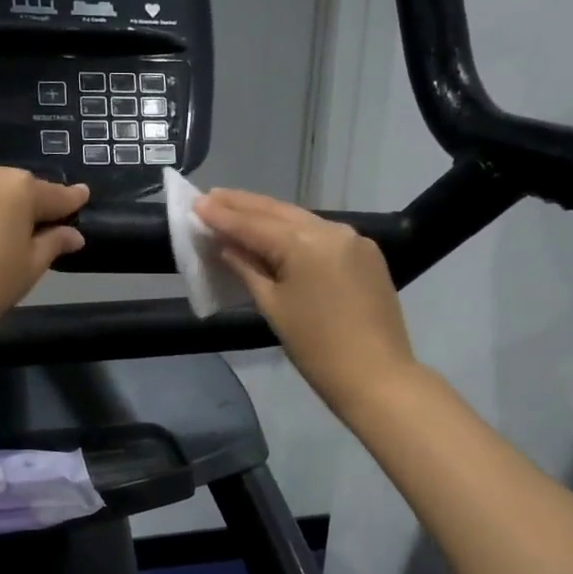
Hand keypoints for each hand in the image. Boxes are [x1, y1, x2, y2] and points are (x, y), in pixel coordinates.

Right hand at [195, 189, 417, 414]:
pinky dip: (295, 231)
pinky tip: (276, 232)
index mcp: (305, 244)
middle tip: (211, 196)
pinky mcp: (366, 254)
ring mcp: (353, 240)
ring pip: (301, 220)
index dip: (222, 216)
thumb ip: (247, 269)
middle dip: (243, 205)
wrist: (376, 376)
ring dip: (268, 215)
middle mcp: (331, 230)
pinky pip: (322, 235)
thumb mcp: (273, 307)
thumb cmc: (316, 348)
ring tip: (236, 208)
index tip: (196, 203)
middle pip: (278, 213)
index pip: (254, 225)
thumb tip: (226, 246)